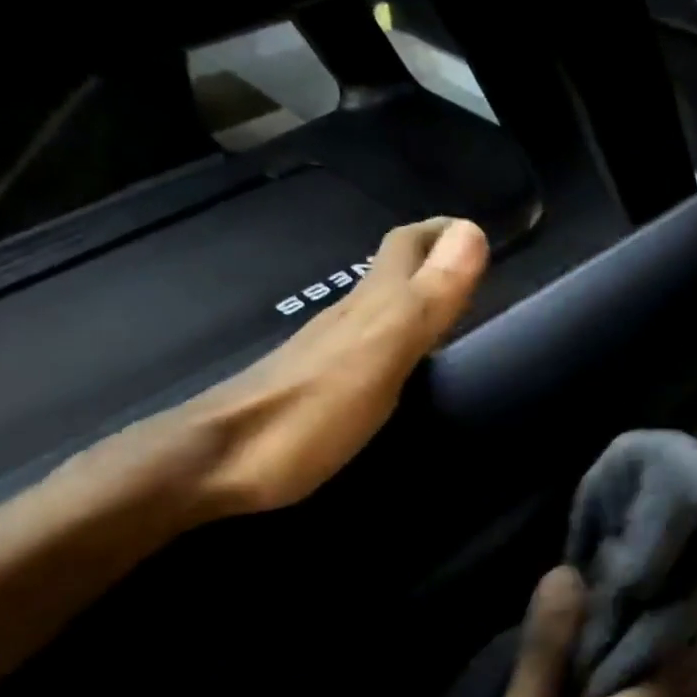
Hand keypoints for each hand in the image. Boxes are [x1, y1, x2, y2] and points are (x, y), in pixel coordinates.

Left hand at [189, 218, 487, 517]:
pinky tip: (403, 362)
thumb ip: (425, 298)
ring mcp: (327, 352)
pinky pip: (368, 343)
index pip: (408, 245)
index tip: (483, 234)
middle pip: (393, 270)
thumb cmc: (307, 413)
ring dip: (417, 297)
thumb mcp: (379, 353)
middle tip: (475, 272)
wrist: (214, 464)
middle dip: (433, 257)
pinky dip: (398, 337)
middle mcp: (348, 318)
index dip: (444, 232)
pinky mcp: (316, 385)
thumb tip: (471, 231)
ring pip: (380, 306)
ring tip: (452, 312)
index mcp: (369, 305)